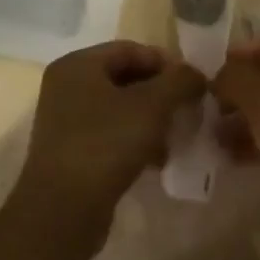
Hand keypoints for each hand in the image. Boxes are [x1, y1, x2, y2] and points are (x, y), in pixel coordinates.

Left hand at [17, 41, 206, 221]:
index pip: (131, 49)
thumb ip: (180, 81)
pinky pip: (111, 135)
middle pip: (125, 78)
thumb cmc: (106, 144)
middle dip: (161, 93)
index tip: (194, 84)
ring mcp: (66, 121)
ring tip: (176, 137)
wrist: (63, 209)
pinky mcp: (72, 152)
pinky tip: (157, 160)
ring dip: (152, 120)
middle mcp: (67, 87)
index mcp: (78, 65)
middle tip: (189, 110)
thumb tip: (196, 75)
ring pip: (121, 109)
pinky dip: (136, 141)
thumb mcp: (152, 106)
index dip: (166, 63)